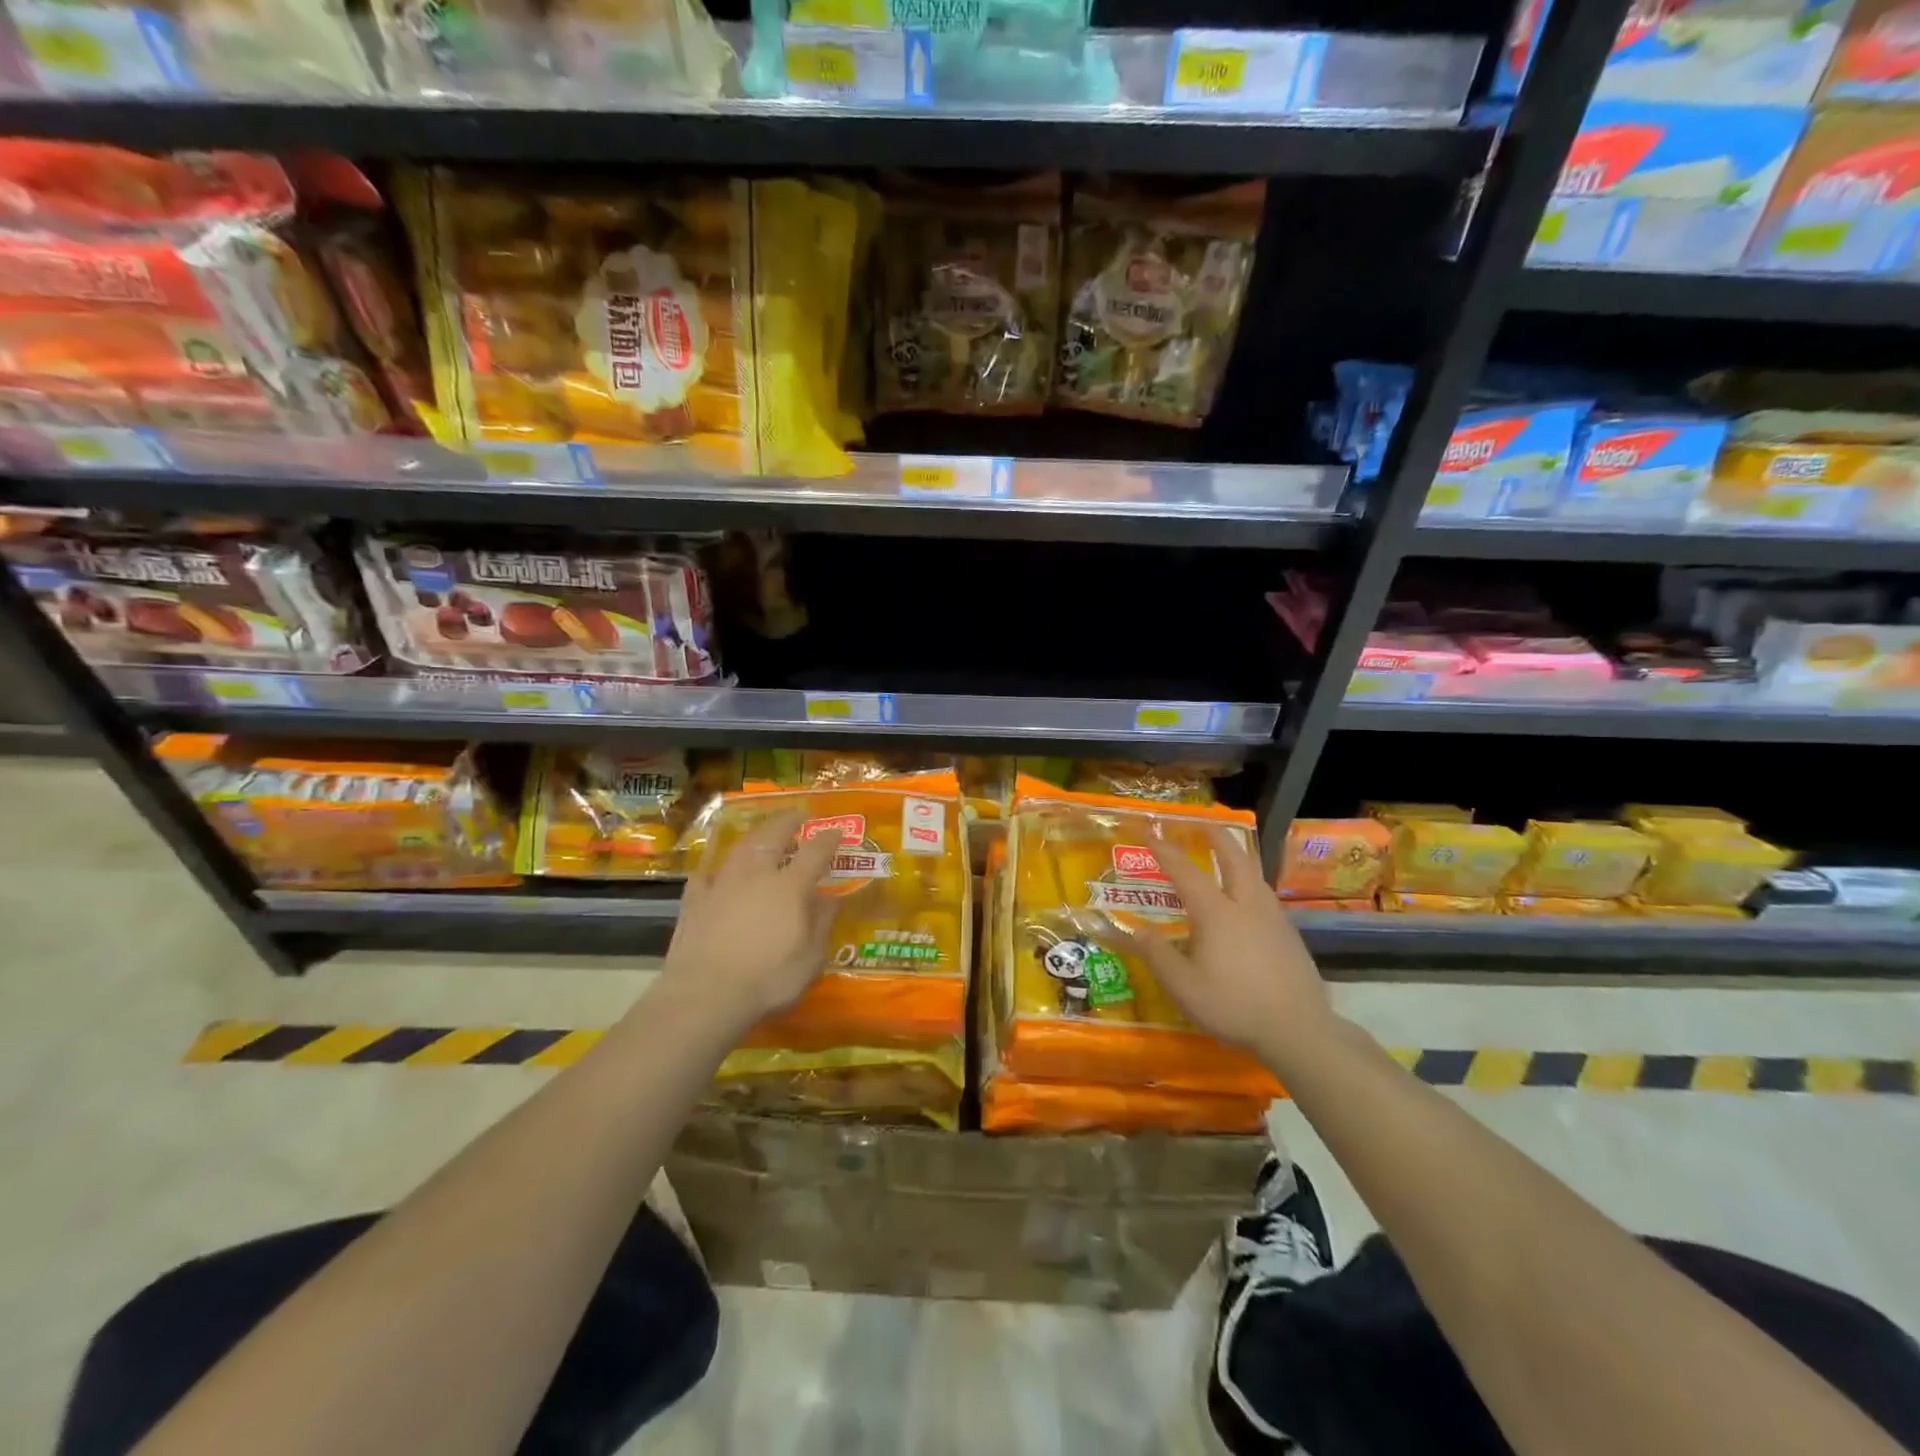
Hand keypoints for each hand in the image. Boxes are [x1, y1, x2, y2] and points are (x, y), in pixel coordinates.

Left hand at [658, 810, 842, 1030]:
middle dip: (788, 821)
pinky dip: (714, 863)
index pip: (815, 852)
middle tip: (798, 814)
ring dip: (756, 834)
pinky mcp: (695, 900)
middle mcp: (756, 875)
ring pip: (741, 847)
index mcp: (790, 887)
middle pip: (773, 836)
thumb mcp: (811, 959)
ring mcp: (722, 884)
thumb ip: (822, 923)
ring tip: (763, 831)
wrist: (705, 995)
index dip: (828, 838)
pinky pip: (705, 872)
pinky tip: (714, 864)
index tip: (837, 831)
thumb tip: (832, 898)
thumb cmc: (768, 980)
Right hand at [1122, 824, 1335, 1070]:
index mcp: (1217, 913)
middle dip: (1217, 837)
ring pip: (1255, 876)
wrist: (1299, 1030)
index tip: (1149, 831)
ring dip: (1238, 858)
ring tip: (1227, 857)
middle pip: (1234, 858)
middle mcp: (1247, 905)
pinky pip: (1265, 897)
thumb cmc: (1233, 1006)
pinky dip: (1250, 884)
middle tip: (1204, 824)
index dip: (1164, 850)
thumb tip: (1135, 932)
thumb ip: (1157, 955)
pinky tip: (1247, 903)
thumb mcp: (1183, 986)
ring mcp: (1274, 919)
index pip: (1185, 871)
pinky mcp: (1290, 936)